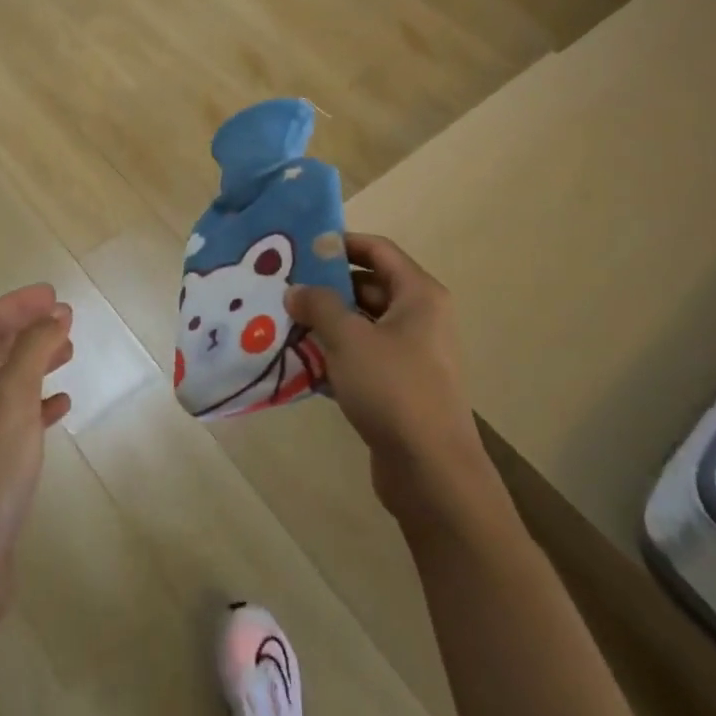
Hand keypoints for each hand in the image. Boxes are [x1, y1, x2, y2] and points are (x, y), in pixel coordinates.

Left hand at [0, 284, 73, 623]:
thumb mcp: (12, 397)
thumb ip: (33, 349)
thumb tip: (54, 314)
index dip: (20, 302)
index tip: (55, 294)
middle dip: (28, 327)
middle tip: (67, 319)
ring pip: (7, 380)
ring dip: (36, 360)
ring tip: (69, 352)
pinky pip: (16, 417)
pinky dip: (39, 402)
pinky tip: (61, 406)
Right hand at [287, 235, 491, 532]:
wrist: (431, 471)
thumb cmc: (393, 388)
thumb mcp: (348, 338)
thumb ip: (319, 305)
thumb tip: (296, 290)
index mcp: (419, 295)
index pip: (378, 250)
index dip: (341, 244)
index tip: (302, 248)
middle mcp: (420, 317)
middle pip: (369, 286)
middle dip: (327, 288)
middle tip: (285, 288)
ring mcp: (412, 354)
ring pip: (363, 324)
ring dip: (327, 324)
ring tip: (284, 323)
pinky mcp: (400, 387)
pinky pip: (363, 358)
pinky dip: (335, 356)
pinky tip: (300, 362)